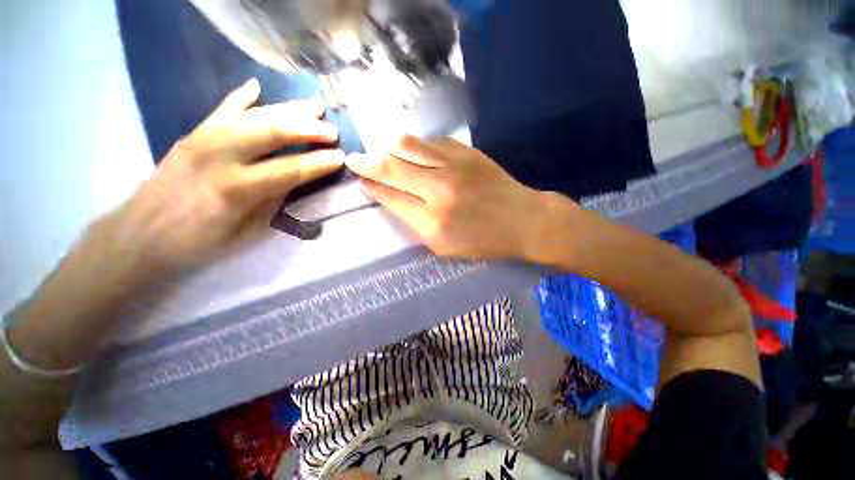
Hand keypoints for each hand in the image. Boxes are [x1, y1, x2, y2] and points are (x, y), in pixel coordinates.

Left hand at [101, 78, 343, 278]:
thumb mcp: (246, 232)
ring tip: (314, 106)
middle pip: (271, 132)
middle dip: (307, 129)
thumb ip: (272, 202)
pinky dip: (241, 98)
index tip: (340, 158)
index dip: (318, 163)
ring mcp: (203, 140)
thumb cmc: (198, 243)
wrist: (141, 234)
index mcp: (235, 189)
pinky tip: (257, 88)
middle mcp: (219, 157)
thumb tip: (294, 180)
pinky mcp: (192, 134)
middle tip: (332, 130)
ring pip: (253, 115)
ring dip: (287, 110)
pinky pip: (221, 110)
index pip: (289, 170)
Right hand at [346, 136, 547, 259]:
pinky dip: (417, 144)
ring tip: (381, 150)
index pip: (391, 197)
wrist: (522, 220)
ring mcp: (454, 166)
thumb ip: (415, 224)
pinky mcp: (467, 152)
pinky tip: (413, 148)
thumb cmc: (483, 241)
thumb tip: (393, 200)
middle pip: (392, 168)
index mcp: (432, 221)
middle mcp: (438, 189)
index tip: (361, 181)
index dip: (371, 187)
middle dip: (368, 162)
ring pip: (409, 146)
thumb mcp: (444, 247)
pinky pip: (432, 141)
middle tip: (354, 158)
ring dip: (389, 148)